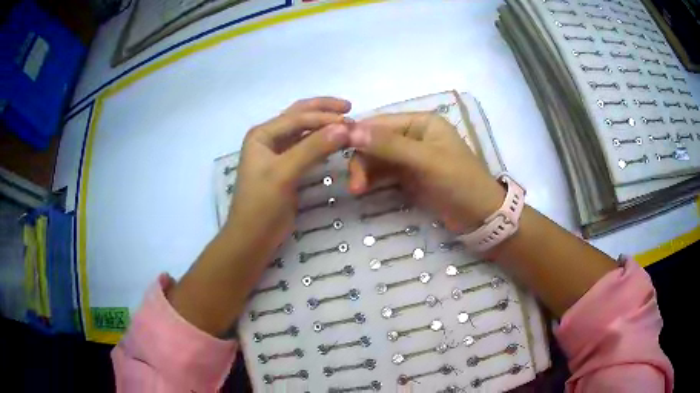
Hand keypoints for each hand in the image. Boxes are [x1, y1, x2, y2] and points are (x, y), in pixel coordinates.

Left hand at [225, 97, 351, 253]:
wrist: (252, 237)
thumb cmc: (262, 204)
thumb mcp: (284, 173)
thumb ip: (313, 149)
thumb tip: (344, 128)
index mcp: (262, 134)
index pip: (298, 117)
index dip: (325, 117)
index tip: (352, 122)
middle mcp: (269, 138)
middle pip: (299, 115)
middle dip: (323, 110)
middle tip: (350, 107)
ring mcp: (277, 153)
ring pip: (303, 130)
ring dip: (324, 125)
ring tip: (347, 123)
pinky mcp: (286, 167)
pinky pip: (306, 147)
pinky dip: (321, 142)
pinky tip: (335, 141)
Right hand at [347, 112, 504, 231]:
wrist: (480, 216)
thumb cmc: (460, 182)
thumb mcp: (426, 161)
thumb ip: (390, 146)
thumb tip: (351, 130)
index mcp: (421, 122)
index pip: (380, 123)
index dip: (358, 135)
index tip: (337, 151)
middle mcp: (413, 135)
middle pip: (375, 142)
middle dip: (362, 160)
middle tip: (355, 185)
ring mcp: (410, 156)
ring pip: (377, 158)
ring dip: (365, 172)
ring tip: (358, 191)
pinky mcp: (409, 176)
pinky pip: (383, 173)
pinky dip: (372, 180)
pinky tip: (364, 190)